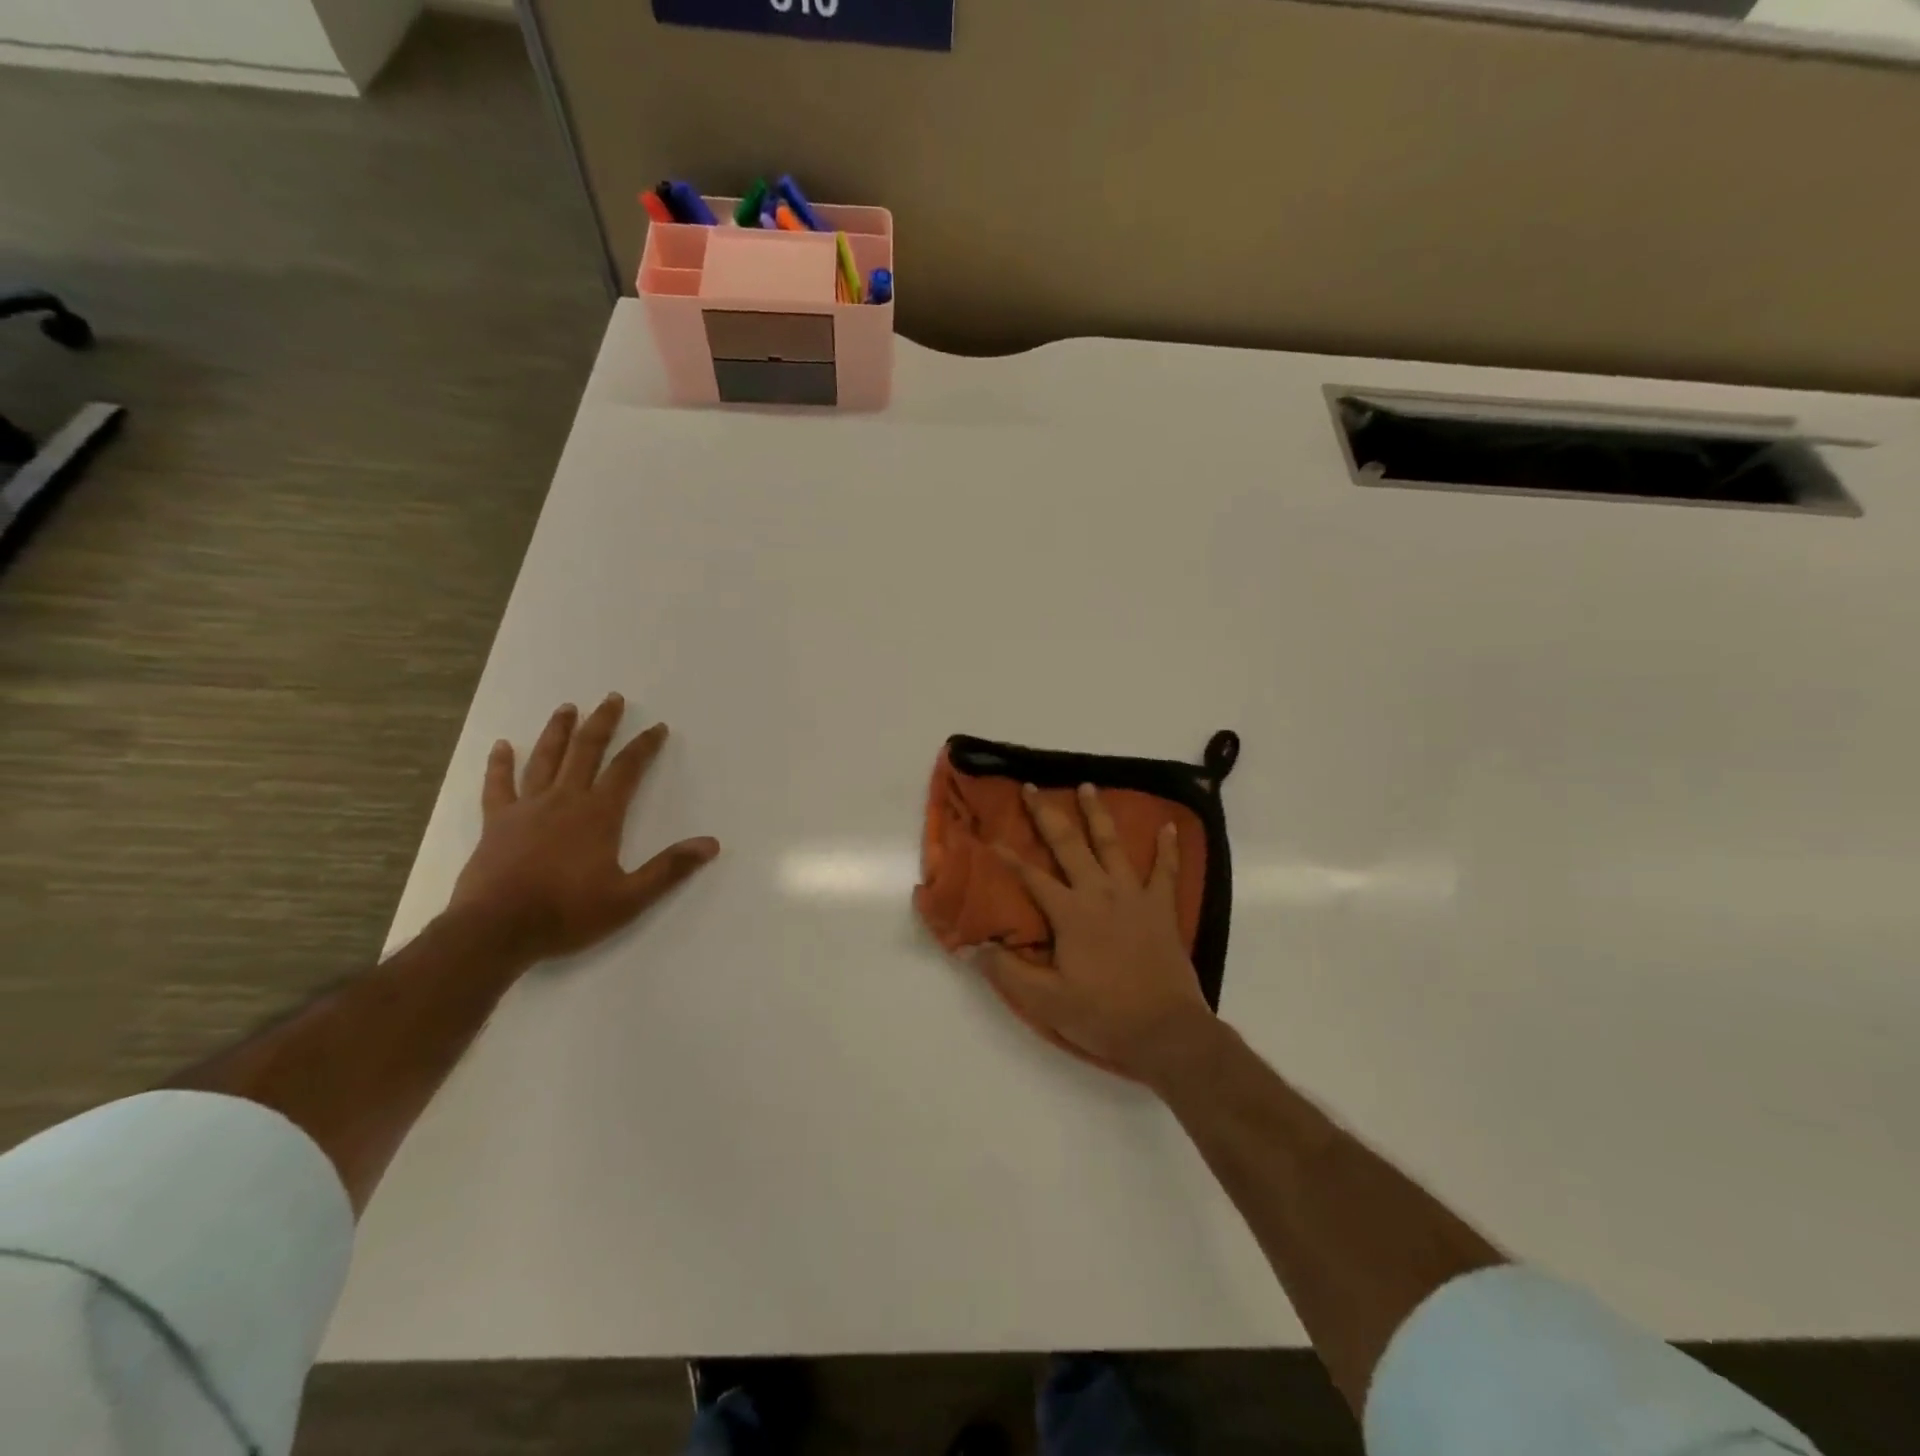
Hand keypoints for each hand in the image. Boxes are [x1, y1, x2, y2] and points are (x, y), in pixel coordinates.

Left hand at [447, 693, 718, 964]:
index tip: (657, 728)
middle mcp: (564, 800)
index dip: (644, 746)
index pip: (627, 770)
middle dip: (602, 723)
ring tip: (567, 708)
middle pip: (586, 751)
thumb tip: (711, 844)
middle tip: (612, 698)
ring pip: (545, 759)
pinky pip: (499, 785)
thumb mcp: (629, 898)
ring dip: (558, 732)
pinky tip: (501, 746)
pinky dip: (500, 764)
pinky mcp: (497, 822)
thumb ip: (670, 868)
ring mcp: (527, 808)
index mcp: (598, 814)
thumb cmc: (567, 913)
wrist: (496, 931)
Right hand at [979, 783, 1219, 1088]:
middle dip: (1047, 814)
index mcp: (1070, 913)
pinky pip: (1166, 870)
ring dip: (1097, 814)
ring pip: (1112, 844)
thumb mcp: (1046, 1001)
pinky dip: (1168, 848)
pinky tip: (1169, 825)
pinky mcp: (1162, 908)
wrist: (1166, 1031)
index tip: (992, 836)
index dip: (1009, 857)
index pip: (1032, 877)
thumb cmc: (1103, 1016)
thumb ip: (1008, 971)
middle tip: (1033, 788)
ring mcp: (1134, 896)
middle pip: (1069, 845)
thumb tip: (972, 947)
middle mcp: (1100, 893)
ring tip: (1087, 786)